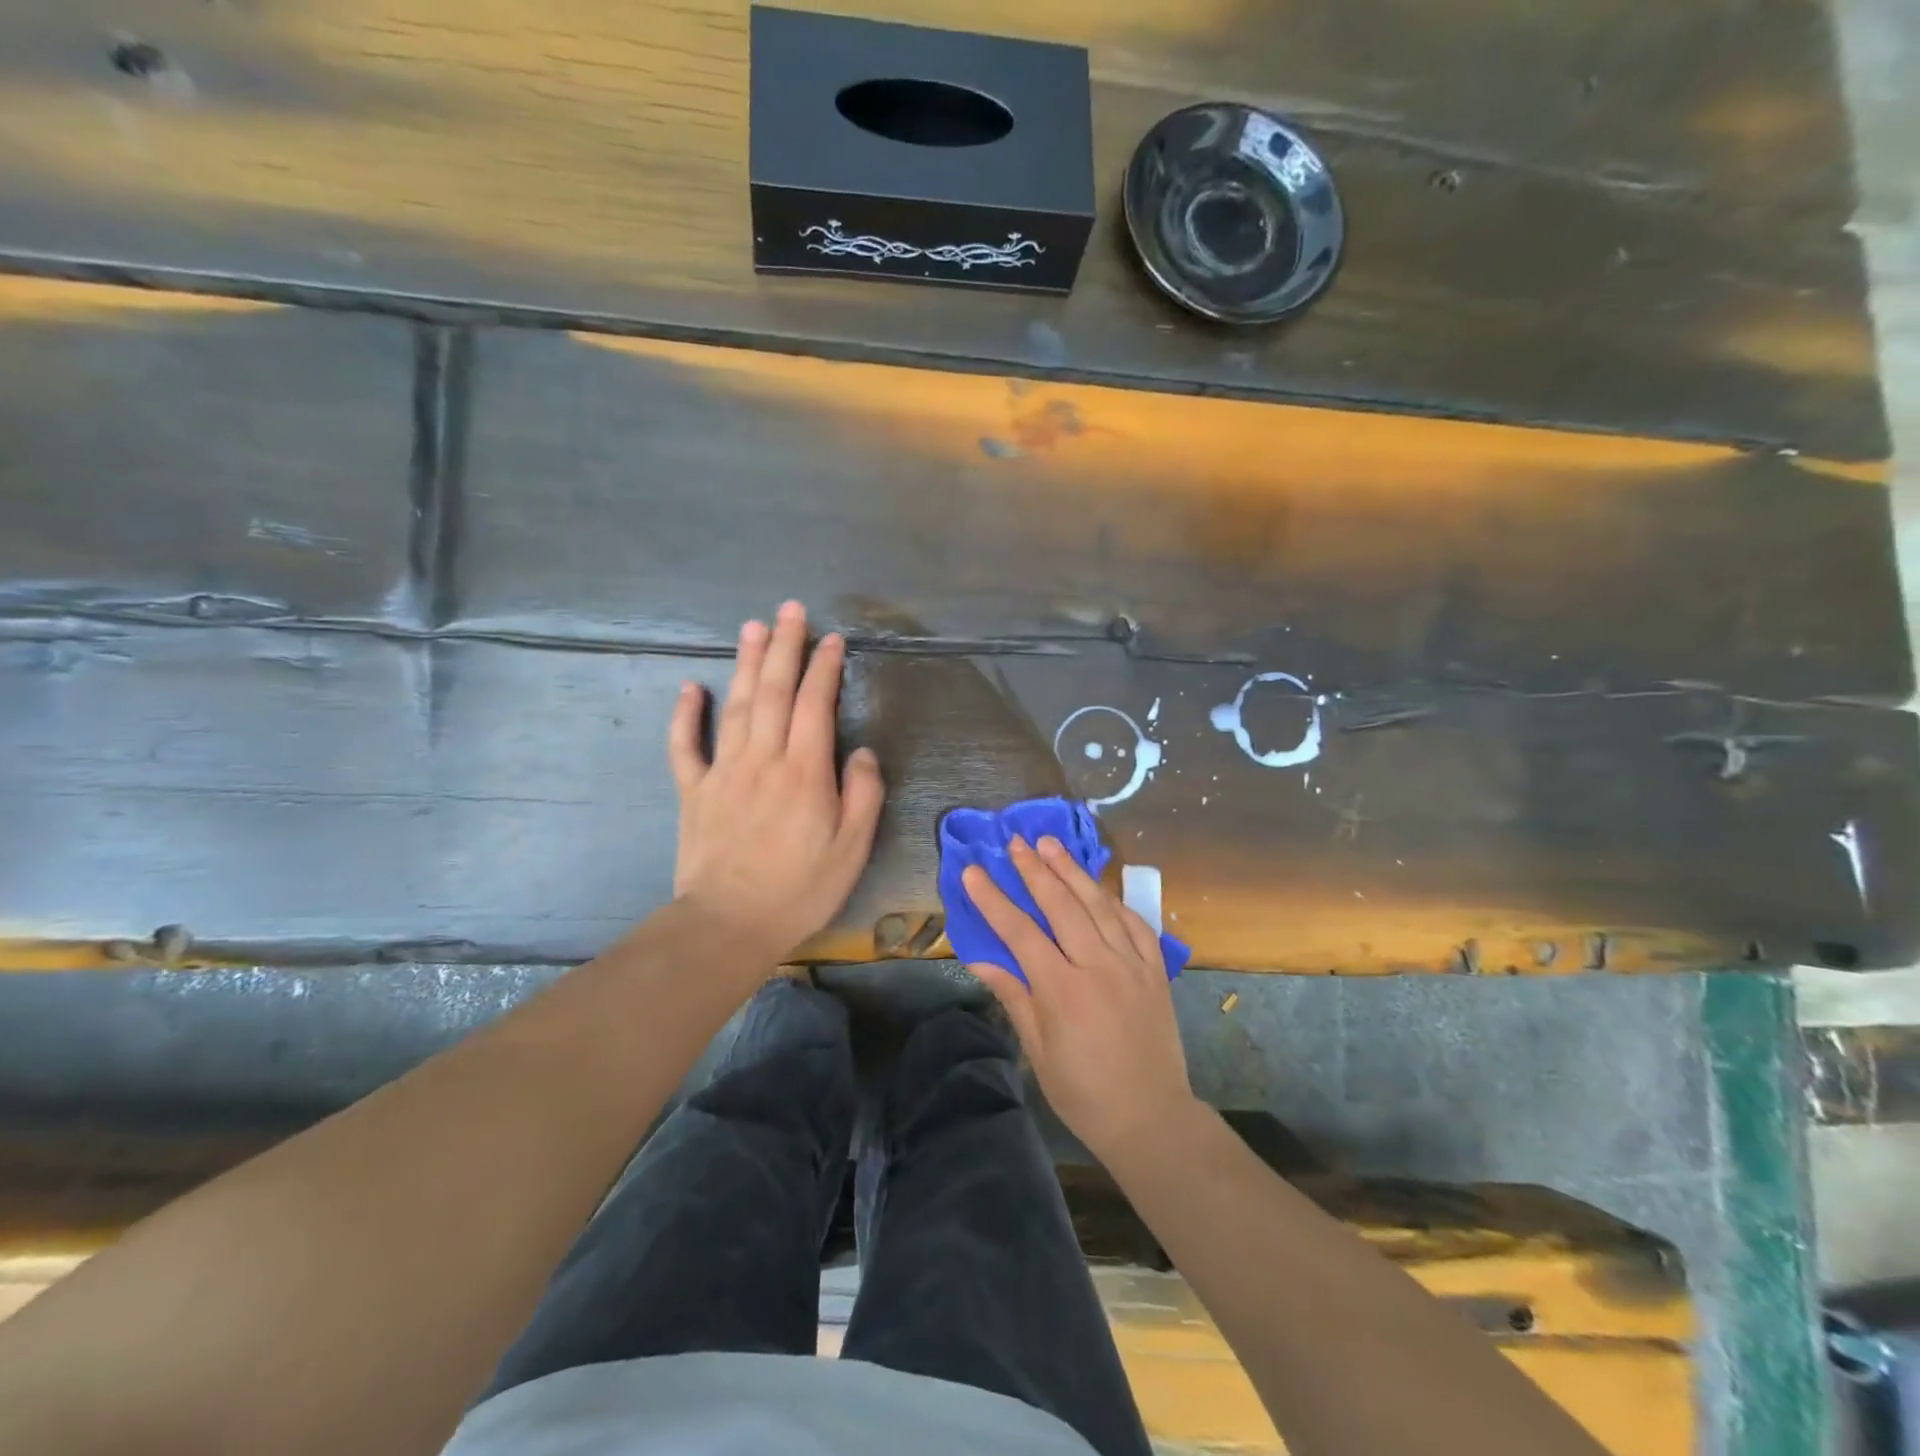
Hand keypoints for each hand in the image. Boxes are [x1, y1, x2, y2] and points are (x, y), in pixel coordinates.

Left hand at [668, 602, 884, 964]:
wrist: (730, 923)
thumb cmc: (800, 888)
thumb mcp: (852, 848)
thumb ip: (863, 794)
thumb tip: (862, 753)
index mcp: (805, 771)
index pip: (815, 704)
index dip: (824, 667)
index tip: (832, 639)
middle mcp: (764, 759)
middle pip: (774, 691)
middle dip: (784, 647)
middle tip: (789, 611)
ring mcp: (724, 771)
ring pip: (736, 706)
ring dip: (745, 663)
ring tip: (752, 627)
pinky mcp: (694, 791)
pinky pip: (685, 746)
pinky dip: (684, 714)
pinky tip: (688, 687)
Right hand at [964, 836, 1195, 1162]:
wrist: (1151, 1118)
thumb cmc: (1084, 1092)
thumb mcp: (1038, 1052)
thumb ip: (1014, 997)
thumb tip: (980, 960)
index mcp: (1062, 990)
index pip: (1020, 932)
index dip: (993, 900)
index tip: (973, 872)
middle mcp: (1097, 967)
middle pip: (1061, 906)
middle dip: (1035, 870)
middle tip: (1017, 841)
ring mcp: (1132, 965)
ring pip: (1099, 905)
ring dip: (1073, 872)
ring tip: (1051, 844)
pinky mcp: (1156, 971)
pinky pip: (1136, 924)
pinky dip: (1115, 901)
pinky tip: (1099, 887)